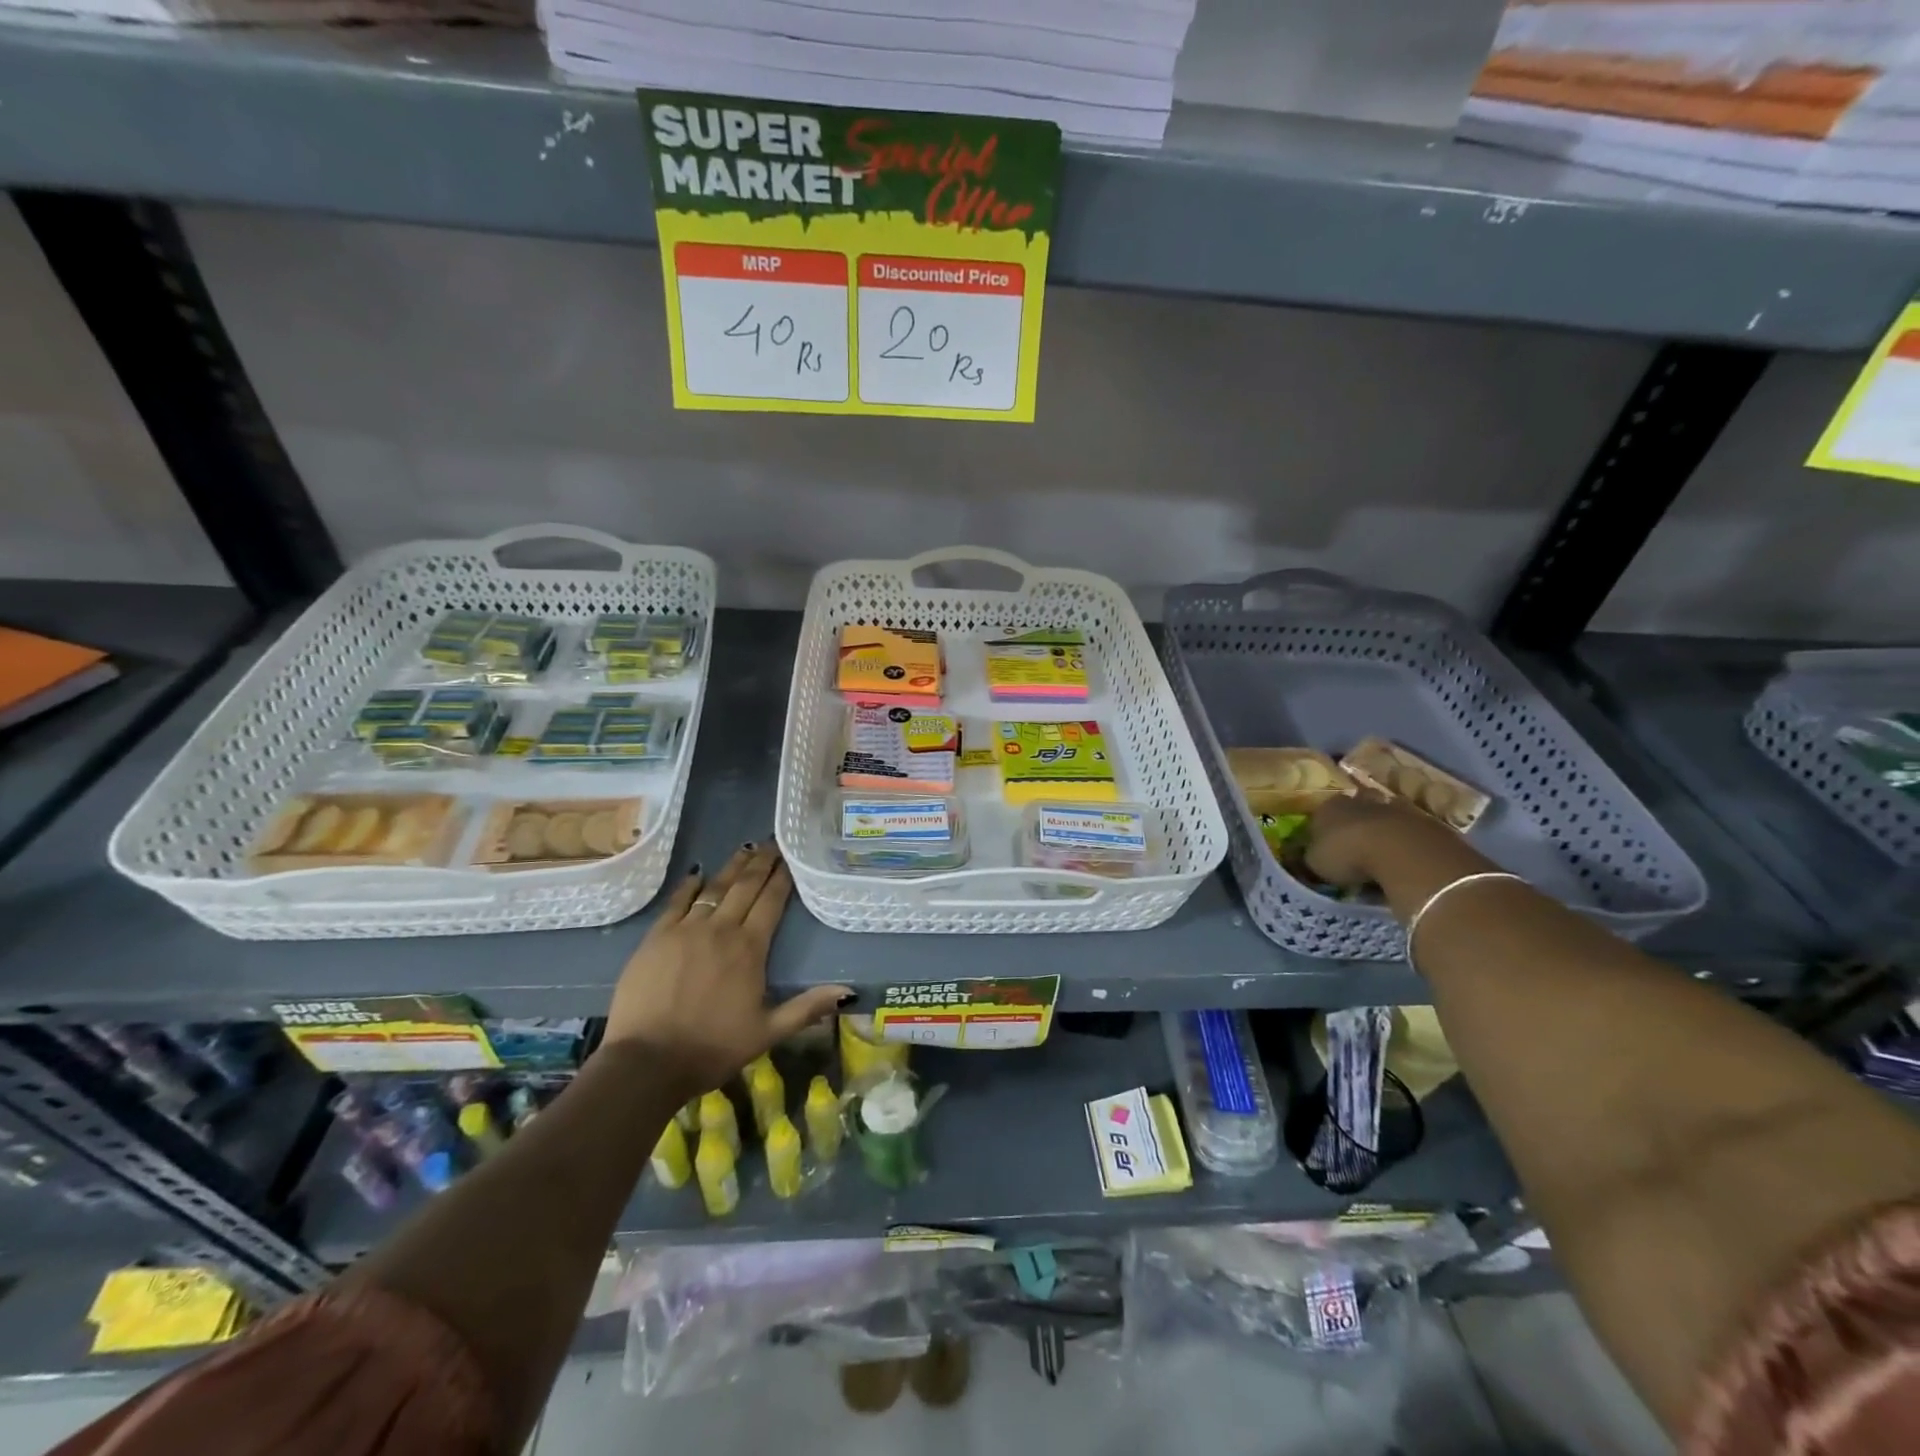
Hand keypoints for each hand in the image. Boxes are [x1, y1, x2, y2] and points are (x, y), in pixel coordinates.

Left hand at [604, 842, 848, 1094]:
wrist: (647, 1061)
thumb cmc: (712, 1048)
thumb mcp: (768, 1032)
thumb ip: (807, 1008)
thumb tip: (849, 992)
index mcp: (750, 949)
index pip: (771, 901)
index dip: (782, 877)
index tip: (790, 858)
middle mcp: (721, 929)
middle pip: (745, 886)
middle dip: (761, 862)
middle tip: (772, 843)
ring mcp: (685, 929)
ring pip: (714, 887)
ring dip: (732, 866)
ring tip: (745, 848)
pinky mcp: (656, 937)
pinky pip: (677, 901)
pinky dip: (690, 885)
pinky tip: (698, 873)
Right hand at [1305, 790, 1462, 887]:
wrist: (1400, 851)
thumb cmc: (1347, 854)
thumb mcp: (1316, 862)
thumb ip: (1313, 855)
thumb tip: (1312, 854)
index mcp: (1329, 806)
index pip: (1322, 812)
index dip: (1323, 826)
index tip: (1326, 841)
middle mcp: (1359, 799)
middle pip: (1356, 805)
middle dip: (1355, 818)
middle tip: (1355, 839)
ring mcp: (1393, 806)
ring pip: (1384, 812)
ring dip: (1382, 825)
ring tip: (1381, 848)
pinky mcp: (1422, 819)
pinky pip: (1408, 827)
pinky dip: (1405, 838)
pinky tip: (1404, 855)